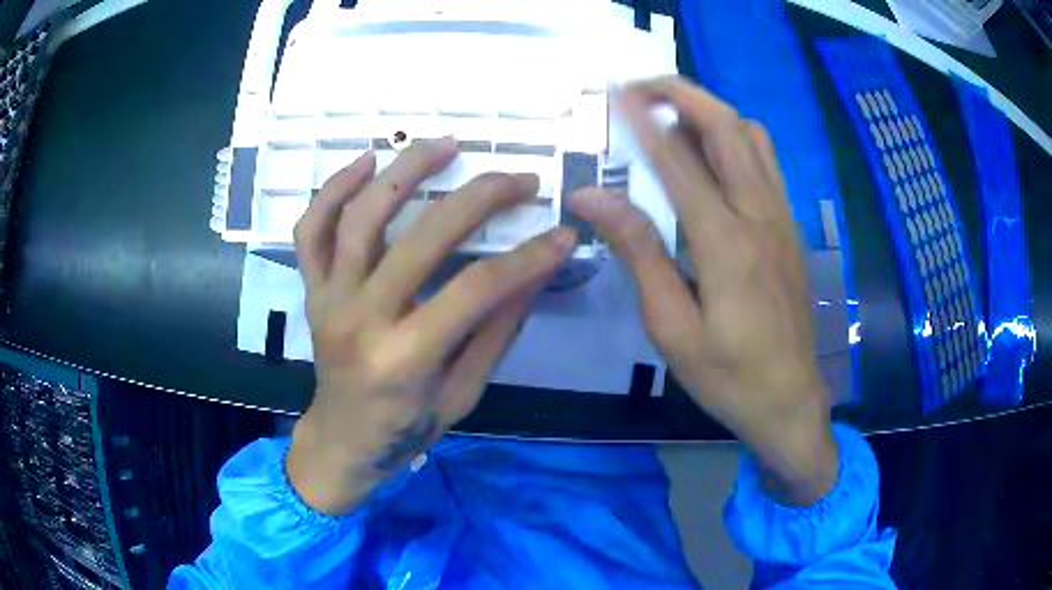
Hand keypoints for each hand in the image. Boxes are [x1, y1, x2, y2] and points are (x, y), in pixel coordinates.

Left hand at [287, 138, 577, 514]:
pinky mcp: (311, 289)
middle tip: (519, 178)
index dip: (527, 258)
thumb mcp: (464, 393)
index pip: (476, 291)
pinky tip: (367, 161)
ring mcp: (328, 299)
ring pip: (359, 218)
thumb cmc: (406, 427)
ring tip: (445, 144)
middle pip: (421, 240)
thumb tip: (536, 271)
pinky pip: (311, 230)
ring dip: (404, 172)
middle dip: (479, 199)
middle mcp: (360, 320)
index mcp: (405, 359)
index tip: (563, 234)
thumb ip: (497, 331)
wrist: (343, 440)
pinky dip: (334, 190)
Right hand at [569, 77, 837, 505]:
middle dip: (683, 94)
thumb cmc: (728, 375)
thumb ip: (638, 253)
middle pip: (727, 128)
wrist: (790, 400)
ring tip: (673, 117)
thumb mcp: (671, 327)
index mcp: (726, 243)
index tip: (617, 95)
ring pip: (753, 137)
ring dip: (712, 112)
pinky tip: (711, 156)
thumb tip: (593, 198)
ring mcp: (782, 218)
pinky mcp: (790, 227)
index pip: (679, 160)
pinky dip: (735, 138)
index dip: (645, 121)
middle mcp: (760, 215)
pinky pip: (766, 162)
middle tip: (643, 87)